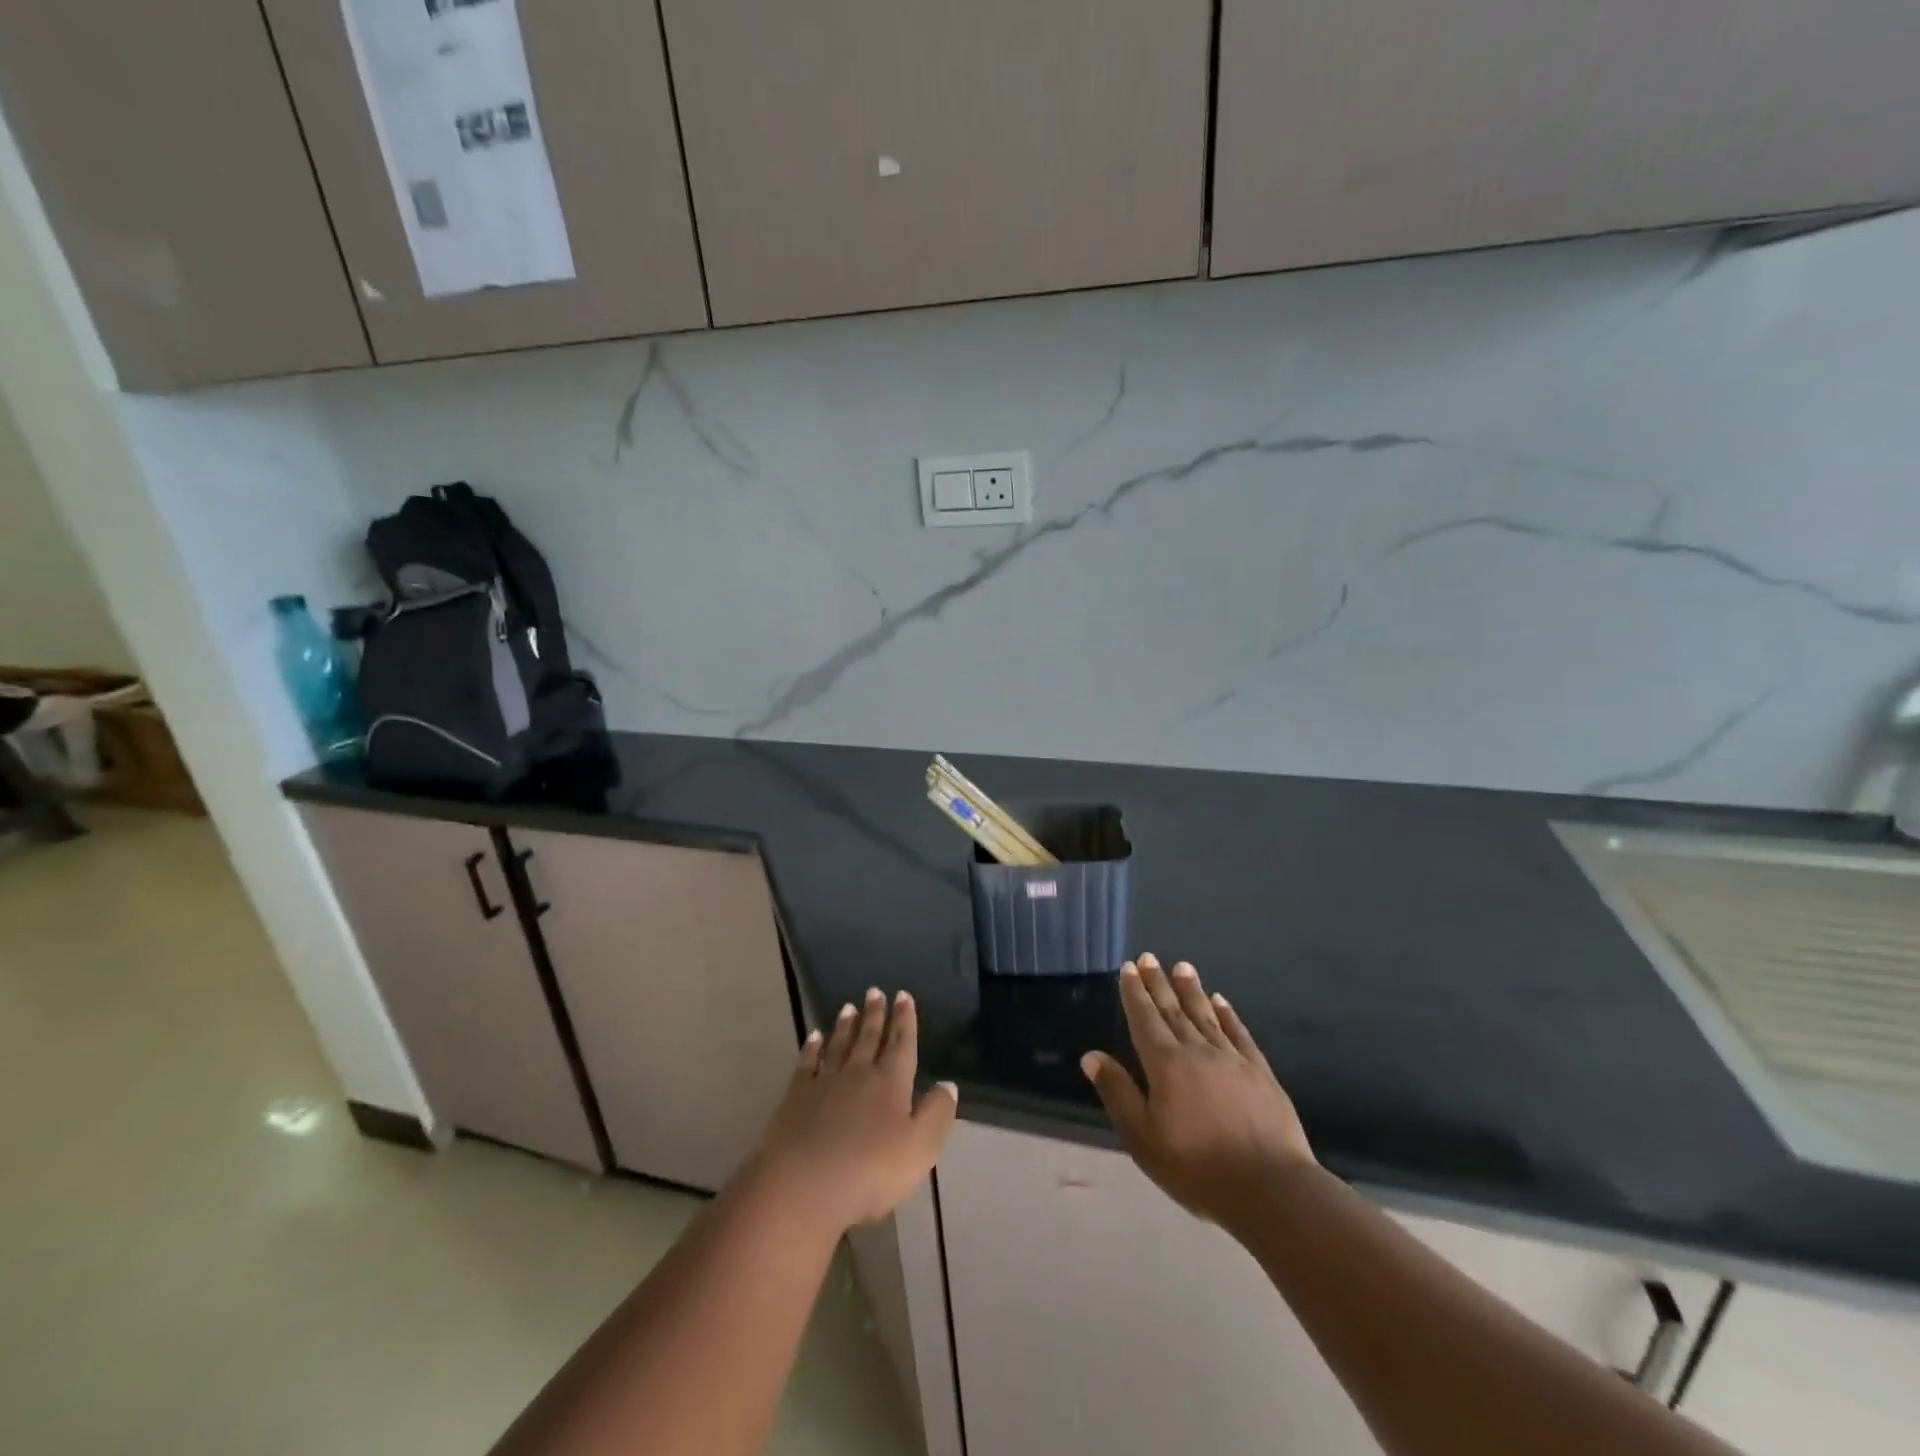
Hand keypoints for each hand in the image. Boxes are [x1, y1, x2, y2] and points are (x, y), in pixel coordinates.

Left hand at [748, 988, 958, 1235]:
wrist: (803, 1184)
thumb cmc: (870, 1171)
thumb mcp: (920, 1149)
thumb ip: (937, 1114)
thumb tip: (949, 1084)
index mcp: (891, 1083)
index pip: (901, 1044)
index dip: (905, 1020)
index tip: (903, 995)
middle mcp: (859, 1073)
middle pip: (869, 1038)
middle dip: (875, 1014)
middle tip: (876, 991)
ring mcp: (825, 1082)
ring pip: (839, 1045)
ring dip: (846, 1025)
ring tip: (850, 1006)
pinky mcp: (797, 1096)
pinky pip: (808, 1062)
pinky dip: (812, 1047)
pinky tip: (814, 1037)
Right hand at [1082, 955, 1314, 1225]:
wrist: (1271, 1189)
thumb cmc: (1197, 1168)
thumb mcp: (1143, 1138)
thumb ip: (1118, 1093)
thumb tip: (1091, 1056)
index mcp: (1165, 1065)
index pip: (1144, 1019)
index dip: (1135, 993)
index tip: (1129, 968)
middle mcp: (1197, 1051)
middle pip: (1173, 1010)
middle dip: (1159, 983)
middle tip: (1149, 957)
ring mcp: (1232, 1059)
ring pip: (1205, 1015)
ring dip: (1191, 990)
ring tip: (1182, 966)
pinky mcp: (1260, 1073)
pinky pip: (1239, 1033)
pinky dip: (1228, 1015)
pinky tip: (1221, 1001)